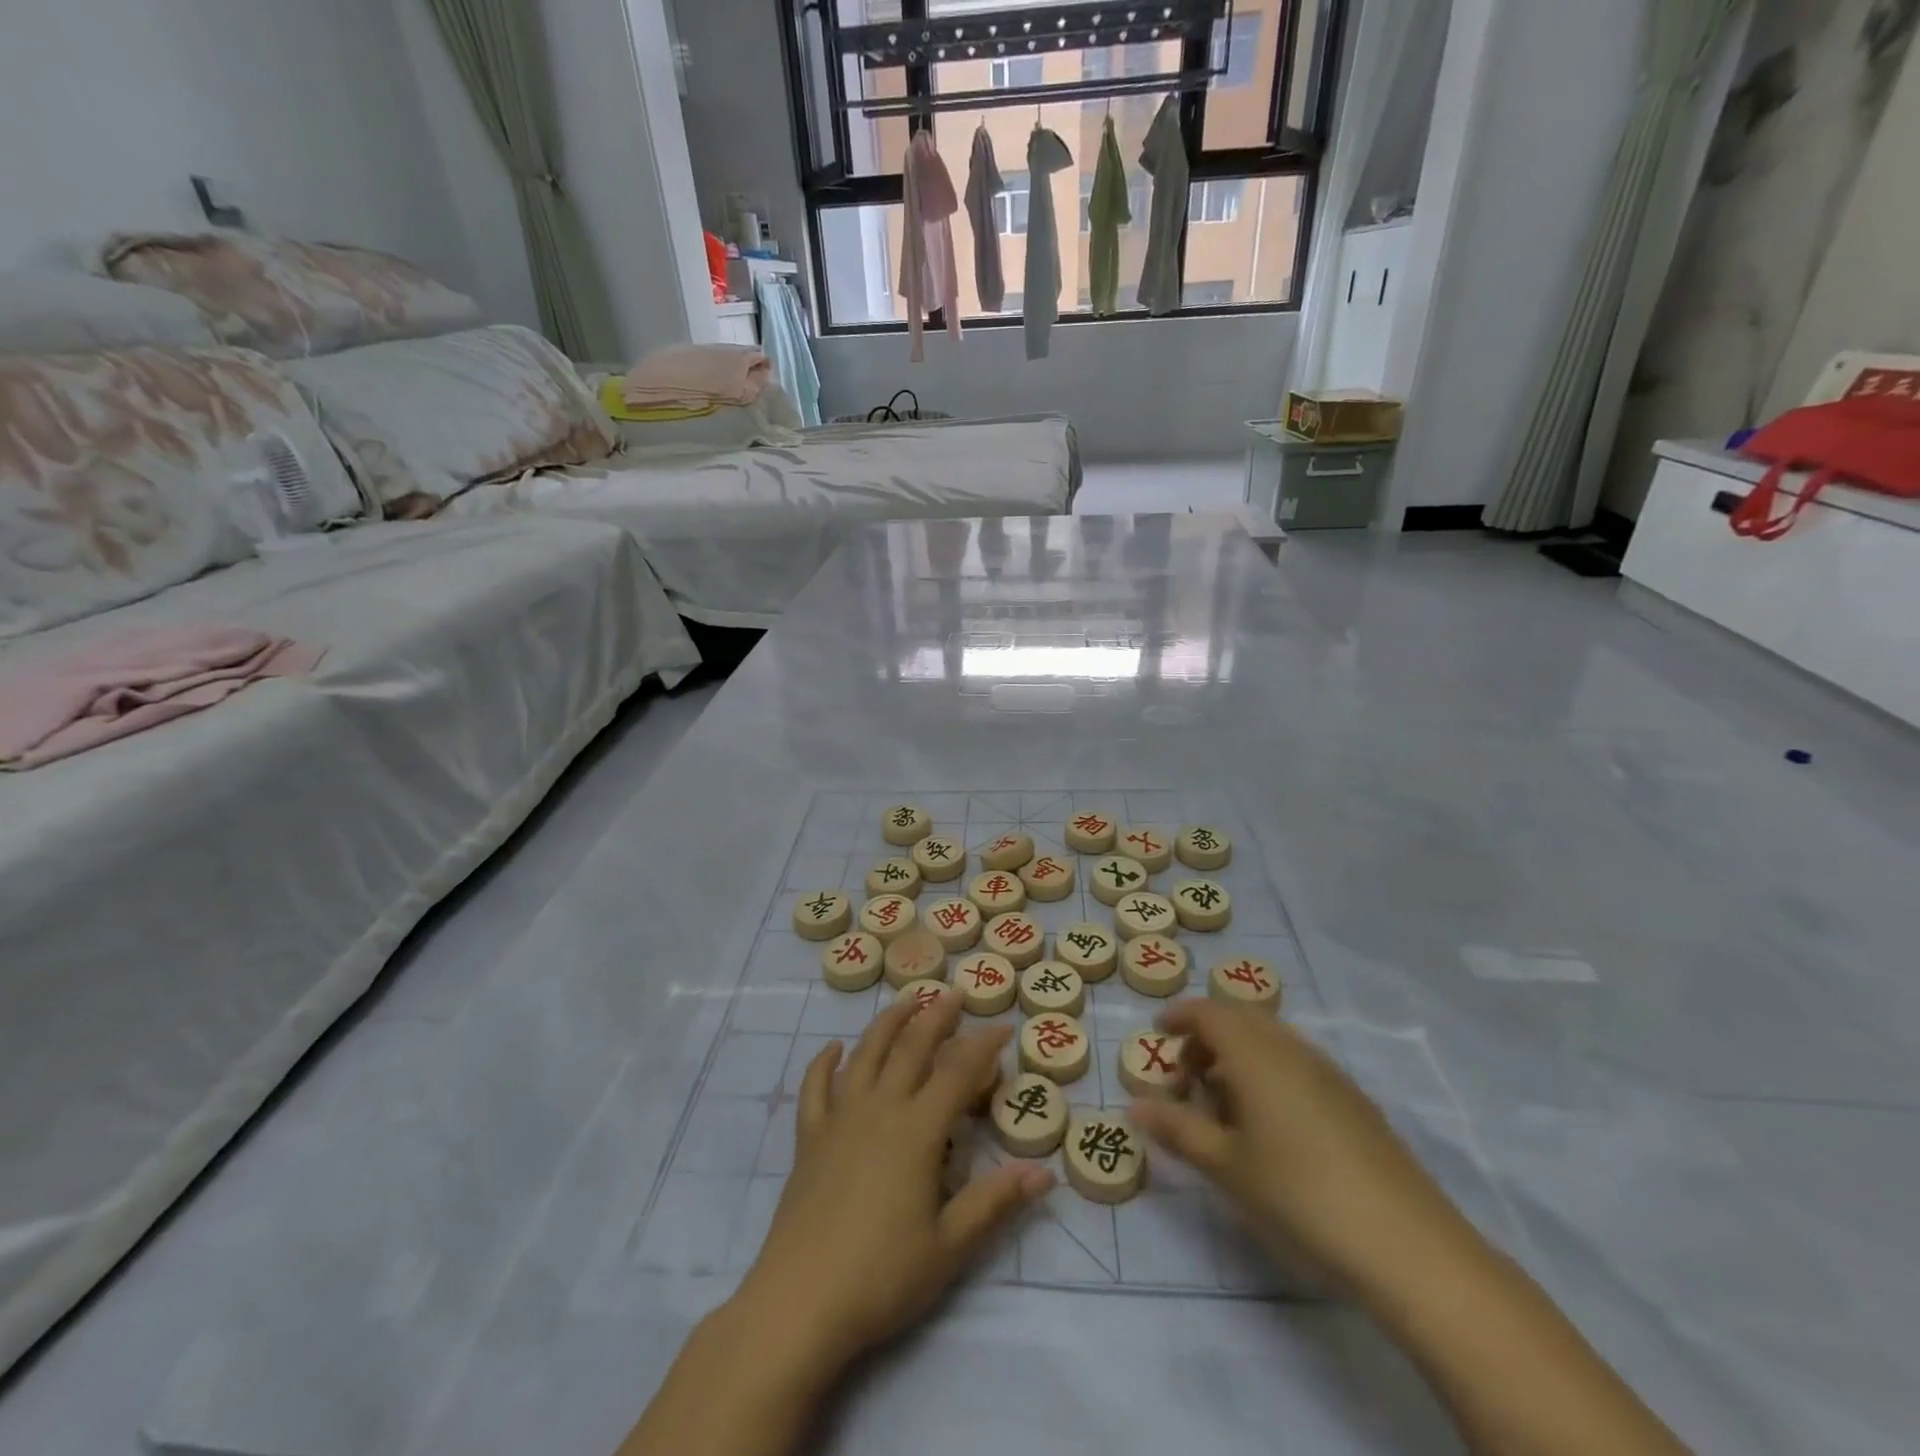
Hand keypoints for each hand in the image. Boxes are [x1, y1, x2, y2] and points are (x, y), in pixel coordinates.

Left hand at [728, 993, 1054, 1385]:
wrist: (799, 1302)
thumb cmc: (882, 1276)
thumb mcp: (950, 1247)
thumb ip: (996, 1202)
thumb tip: (1045, 1173)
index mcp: (918, 1131)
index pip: (958, 1073)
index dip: (982, 1046)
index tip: (1002, 1028)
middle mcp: (880, 1109)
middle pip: (911, 1047)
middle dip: (936, 1016)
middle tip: (954, 993)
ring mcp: (839, 1119)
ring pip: (866, 1053)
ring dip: (888, 1022)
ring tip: (906, 1000)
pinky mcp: (809, 1137)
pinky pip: (816, 1087)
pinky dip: (824, 1062)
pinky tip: (833, 1049)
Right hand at [1129, 1000, 1471, 1297]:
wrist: (1407, 1245)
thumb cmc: (1299, 1195)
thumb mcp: (1226, 1166)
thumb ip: (1177, 1129)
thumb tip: (1134, 1107)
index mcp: (1256, 1054)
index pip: (1209, 1012)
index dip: (1180, 1016)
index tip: (1157, 1032)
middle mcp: (1292, 1049)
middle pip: (1241, 1019)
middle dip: (1206, 1038)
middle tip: (1185, 1078)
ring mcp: (1329, 1072)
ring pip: (1271, 1041)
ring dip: (1238, 1057)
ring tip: (1223, 1106)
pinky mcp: (1353, 1100)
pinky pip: (1296, 1064)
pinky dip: (1268, 1073)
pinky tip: (1269, 1125)